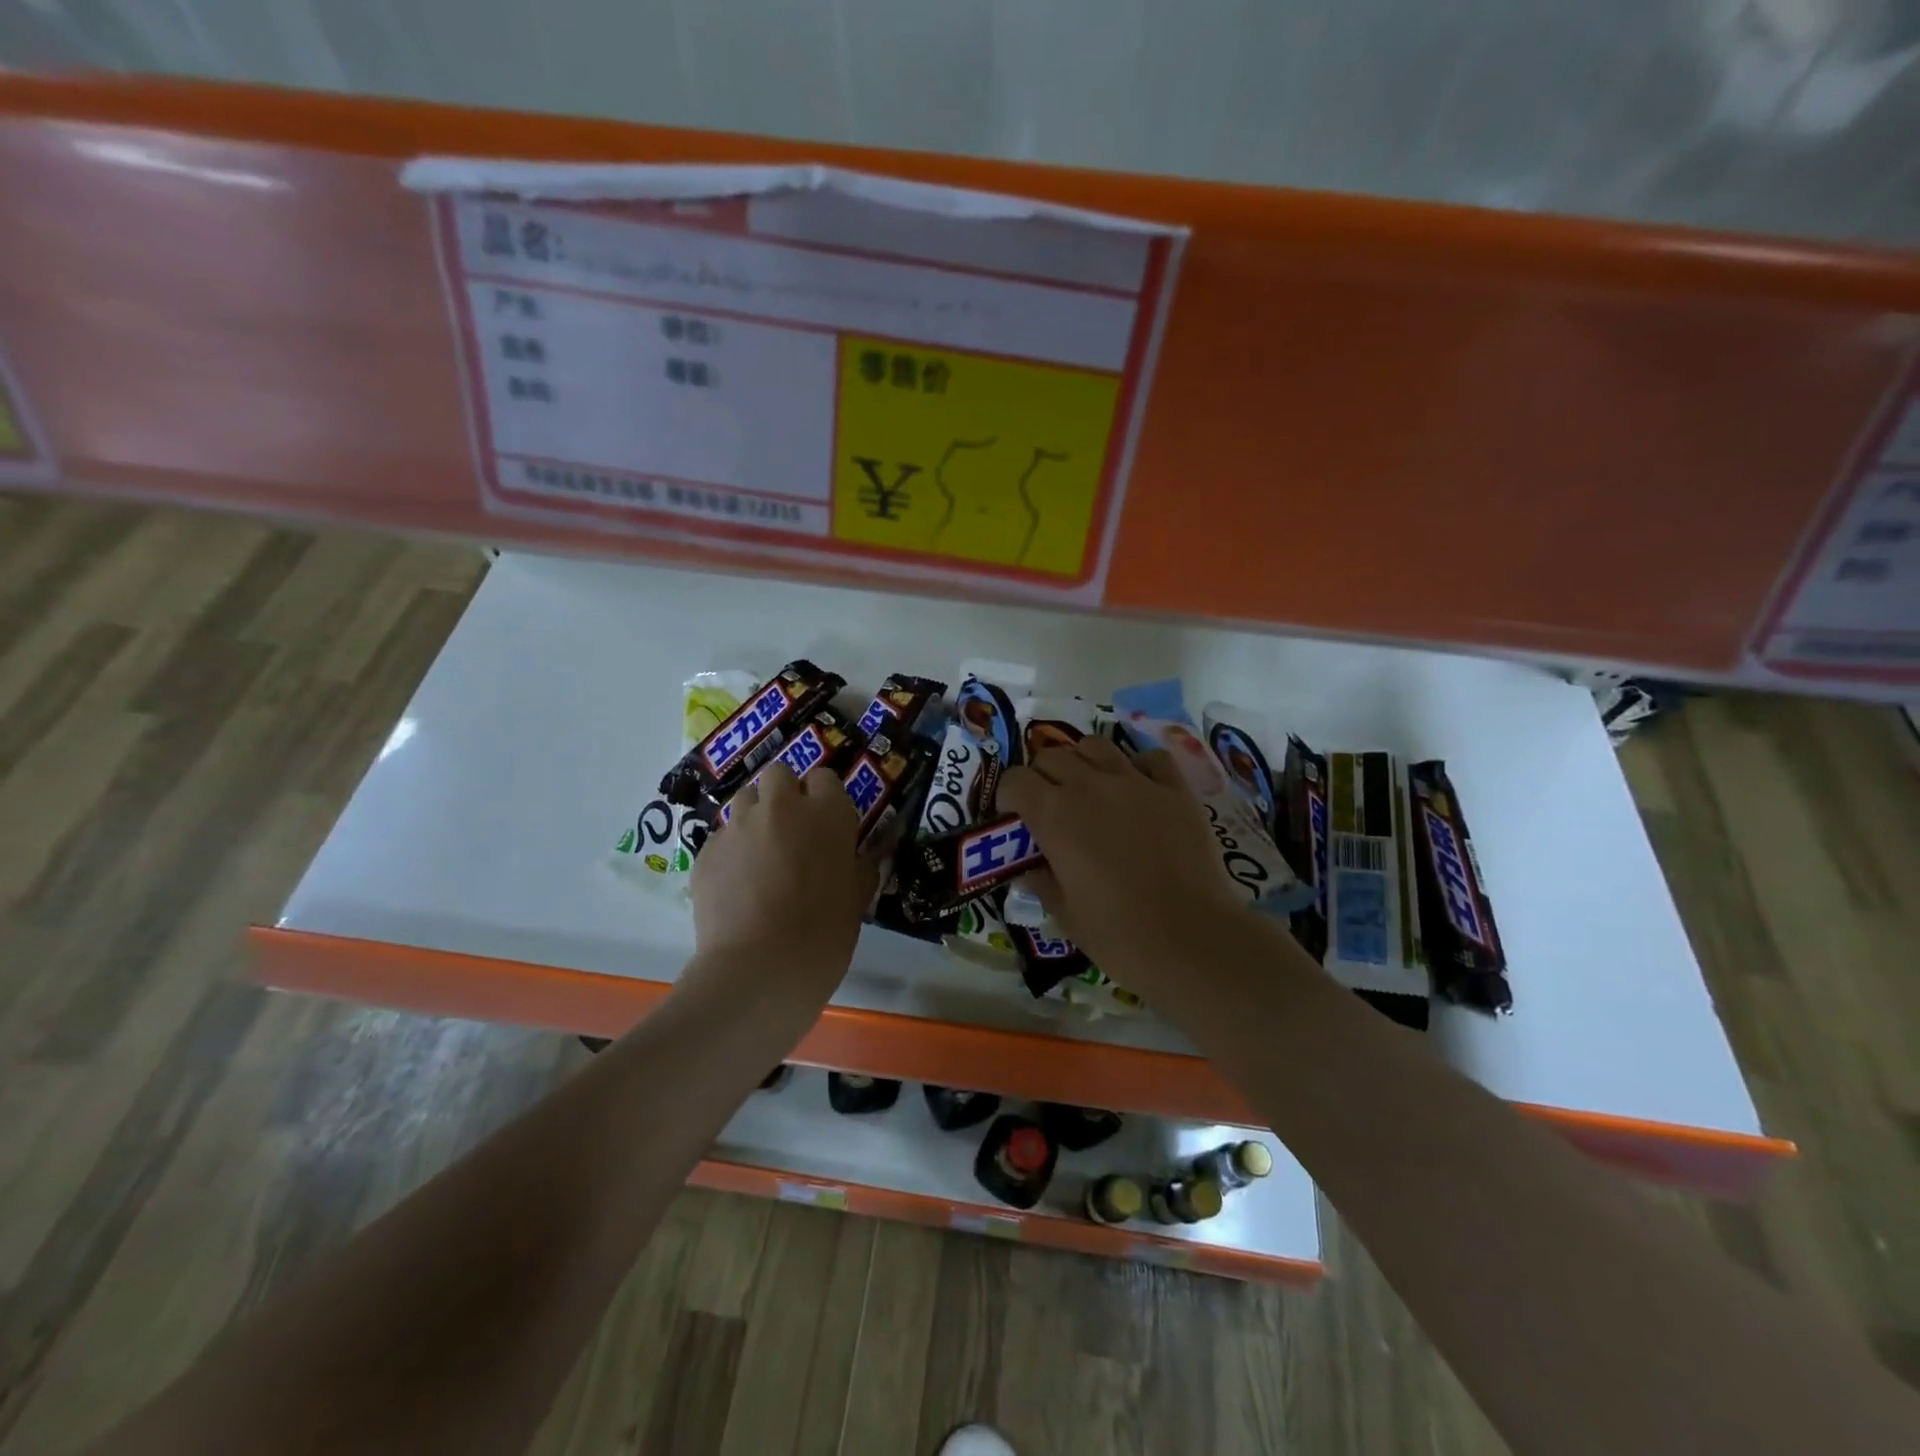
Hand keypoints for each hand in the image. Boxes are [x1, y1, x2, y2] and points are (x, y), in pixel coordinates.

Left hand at [687, 761, 875, 1005]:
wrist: (760, 968)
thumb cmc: (824, 934)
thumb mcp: (857, 899)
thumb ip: (862, 865)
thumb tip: (871, 851)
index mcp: (827, 813)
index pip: (825, 777)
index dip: (824, 797)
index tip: (825, 822)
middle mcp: (781, 807)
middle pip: (779, 775)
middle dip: (784, 794)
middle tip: (790, 830)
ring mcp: (739, 825)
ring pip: (745, 800)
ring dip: (755, 816)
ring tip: (760, 853)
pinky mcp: (707, 850)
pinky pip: (721, 836)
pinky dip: (731, 851)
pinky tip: (737, 884)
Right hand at [997, 735, 1250, 998]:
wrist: (1193, 941)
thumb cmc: (1119, 936)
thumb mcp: (1065, 914)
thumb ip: (1041, 882)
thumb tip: (1028, 869)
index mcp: (1054, 815)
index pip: (1015, 780)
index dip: (1008, 796)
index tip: (1014, 818)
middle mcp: (1090, 786)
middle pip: (1052, 756)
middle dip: (1042, 777)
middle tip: (1050, 808)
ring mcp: (1136, 782)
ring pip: (1095, 746)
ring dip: (1083, 762)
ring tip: (1089, 790)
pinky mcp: (1176, 790)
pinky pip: (1150, 758)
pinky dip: (1137, 766)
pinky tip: (1137, 789)